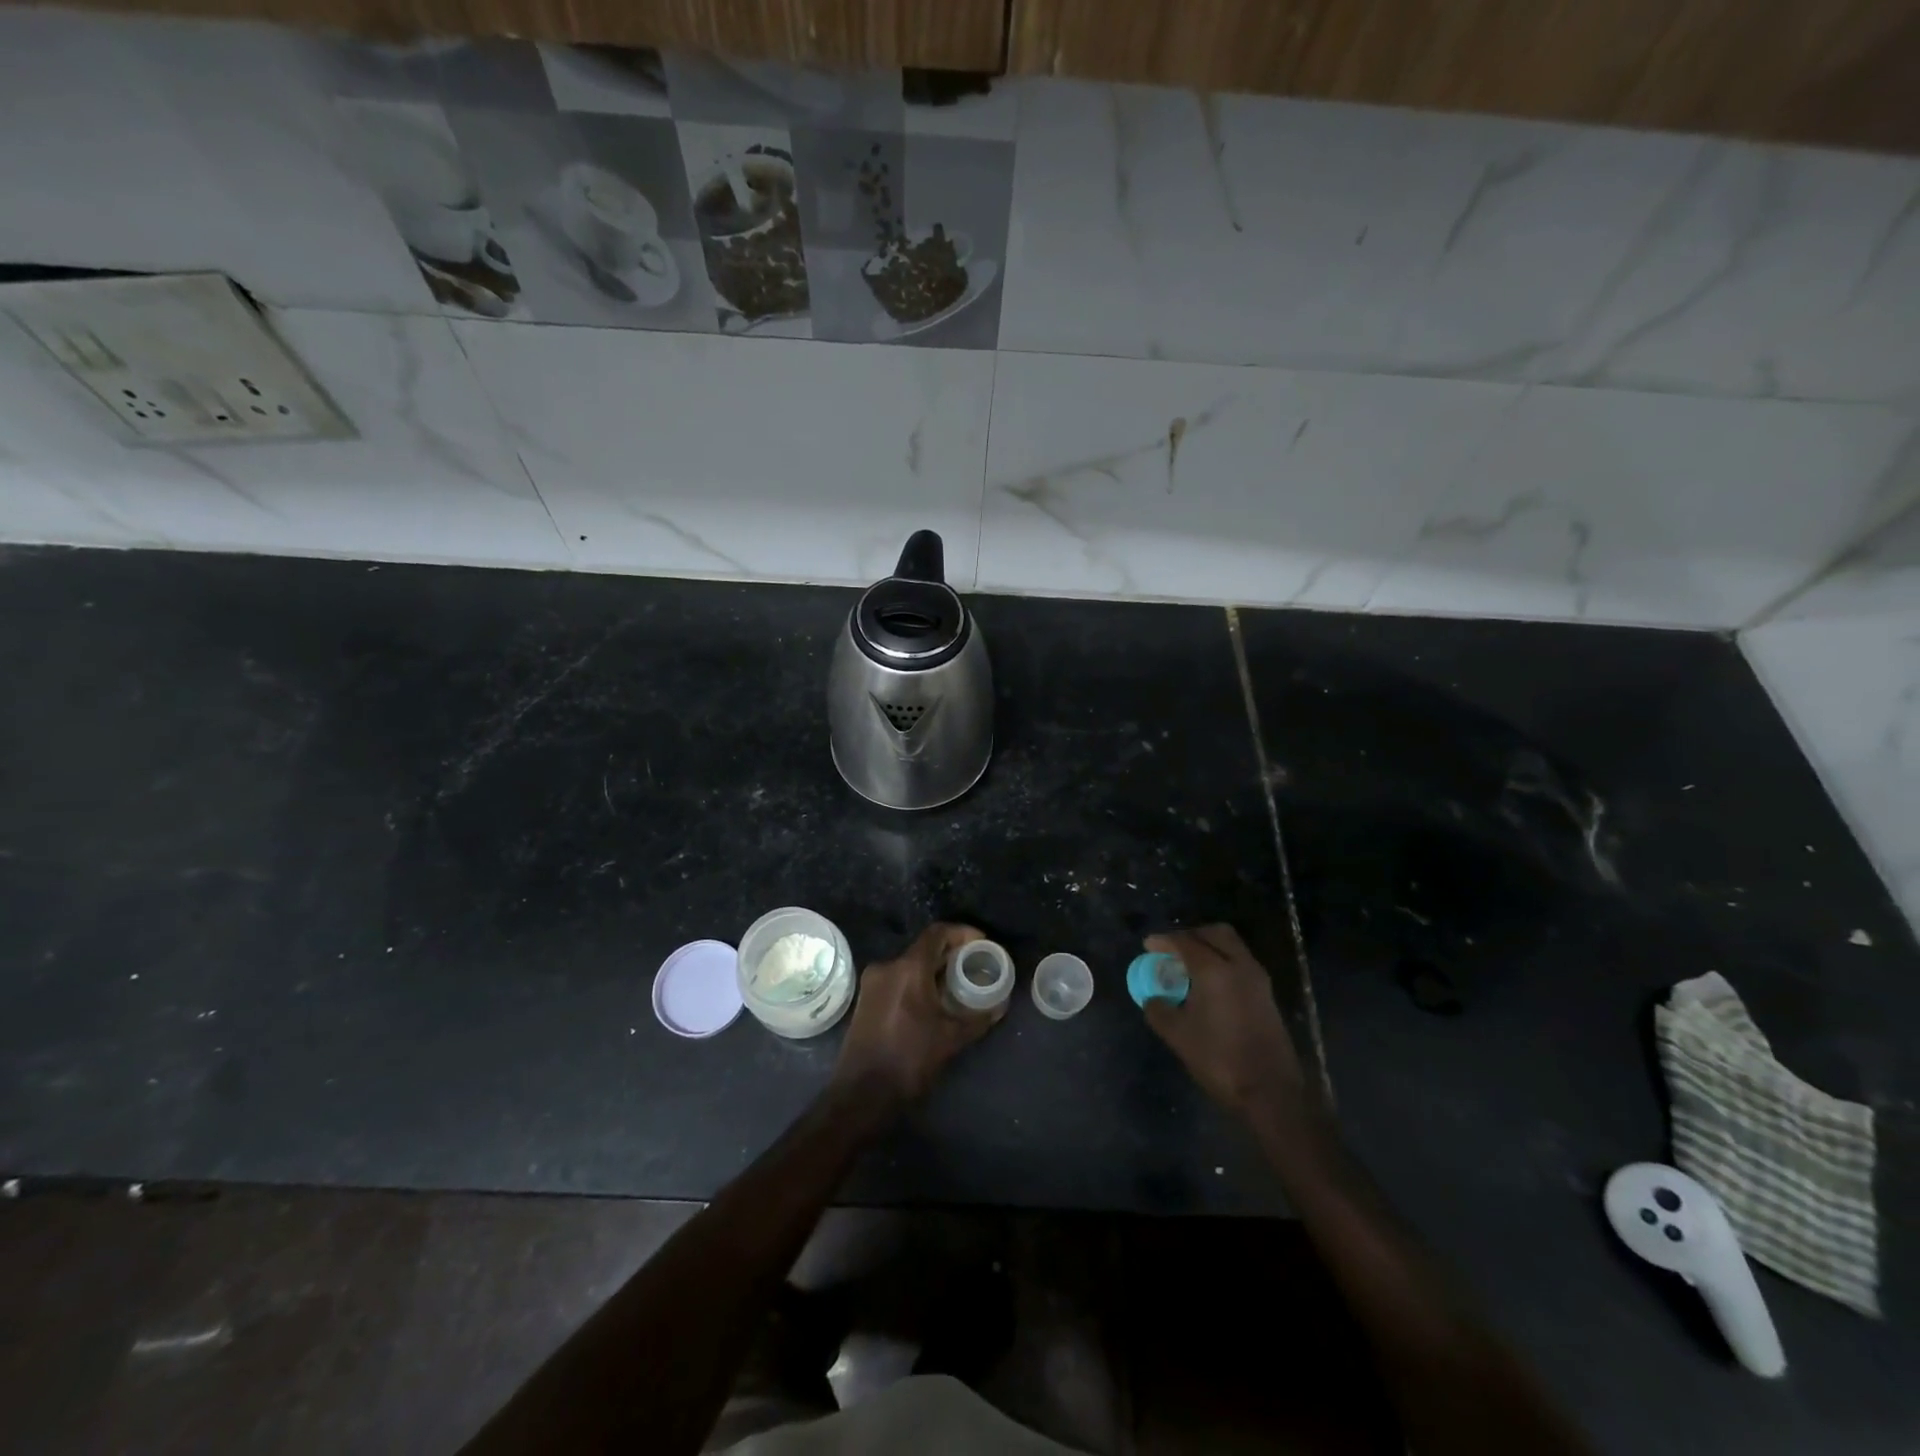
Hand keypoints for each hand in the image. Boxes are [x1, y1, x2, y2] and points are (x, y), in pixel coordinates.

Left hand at [832, 922, 1006, 1106]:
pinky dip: (917, 981)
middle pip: (923, 948)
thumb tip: (999, 1006)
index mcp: (907, 969)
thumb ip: (977, 1018)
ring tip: (956, 983)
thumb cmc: (910, 1060)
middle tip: (973, 964)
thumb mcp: (951, 1039)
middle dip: (950, 953)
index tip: (981, 942)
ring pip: (909, 964)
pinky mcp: (866, 998)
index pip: (937, 933)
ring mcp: (872, 982)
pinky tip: (933, 1000)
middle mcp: (887, 967)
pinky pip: (897, 978)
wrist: (862, 1093)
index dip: (962, 933)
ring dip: (933, 969)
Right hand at [1142, 925, 1307, 1116]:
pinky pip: (1241, 964)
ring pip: (1232, 947)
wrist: (1270, 1091)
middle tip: (1172, 949)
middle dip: (1191, 935)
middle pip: (1215, 933)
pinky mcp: (1267, 995)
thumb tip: (1153, 998)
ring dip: (1210, 948)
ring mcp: (1257, 980)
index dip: (1164, 941)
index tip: (1148, 945)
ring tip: (1189, 966)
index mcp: (1214, 970)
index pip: (1185, 942)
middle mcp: (1239, 965)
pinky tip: (1209, 985)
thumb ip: (1158, 1009)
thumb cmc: (1219, 1058)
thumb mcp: (1177, 1035)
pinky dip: (1223, 962)